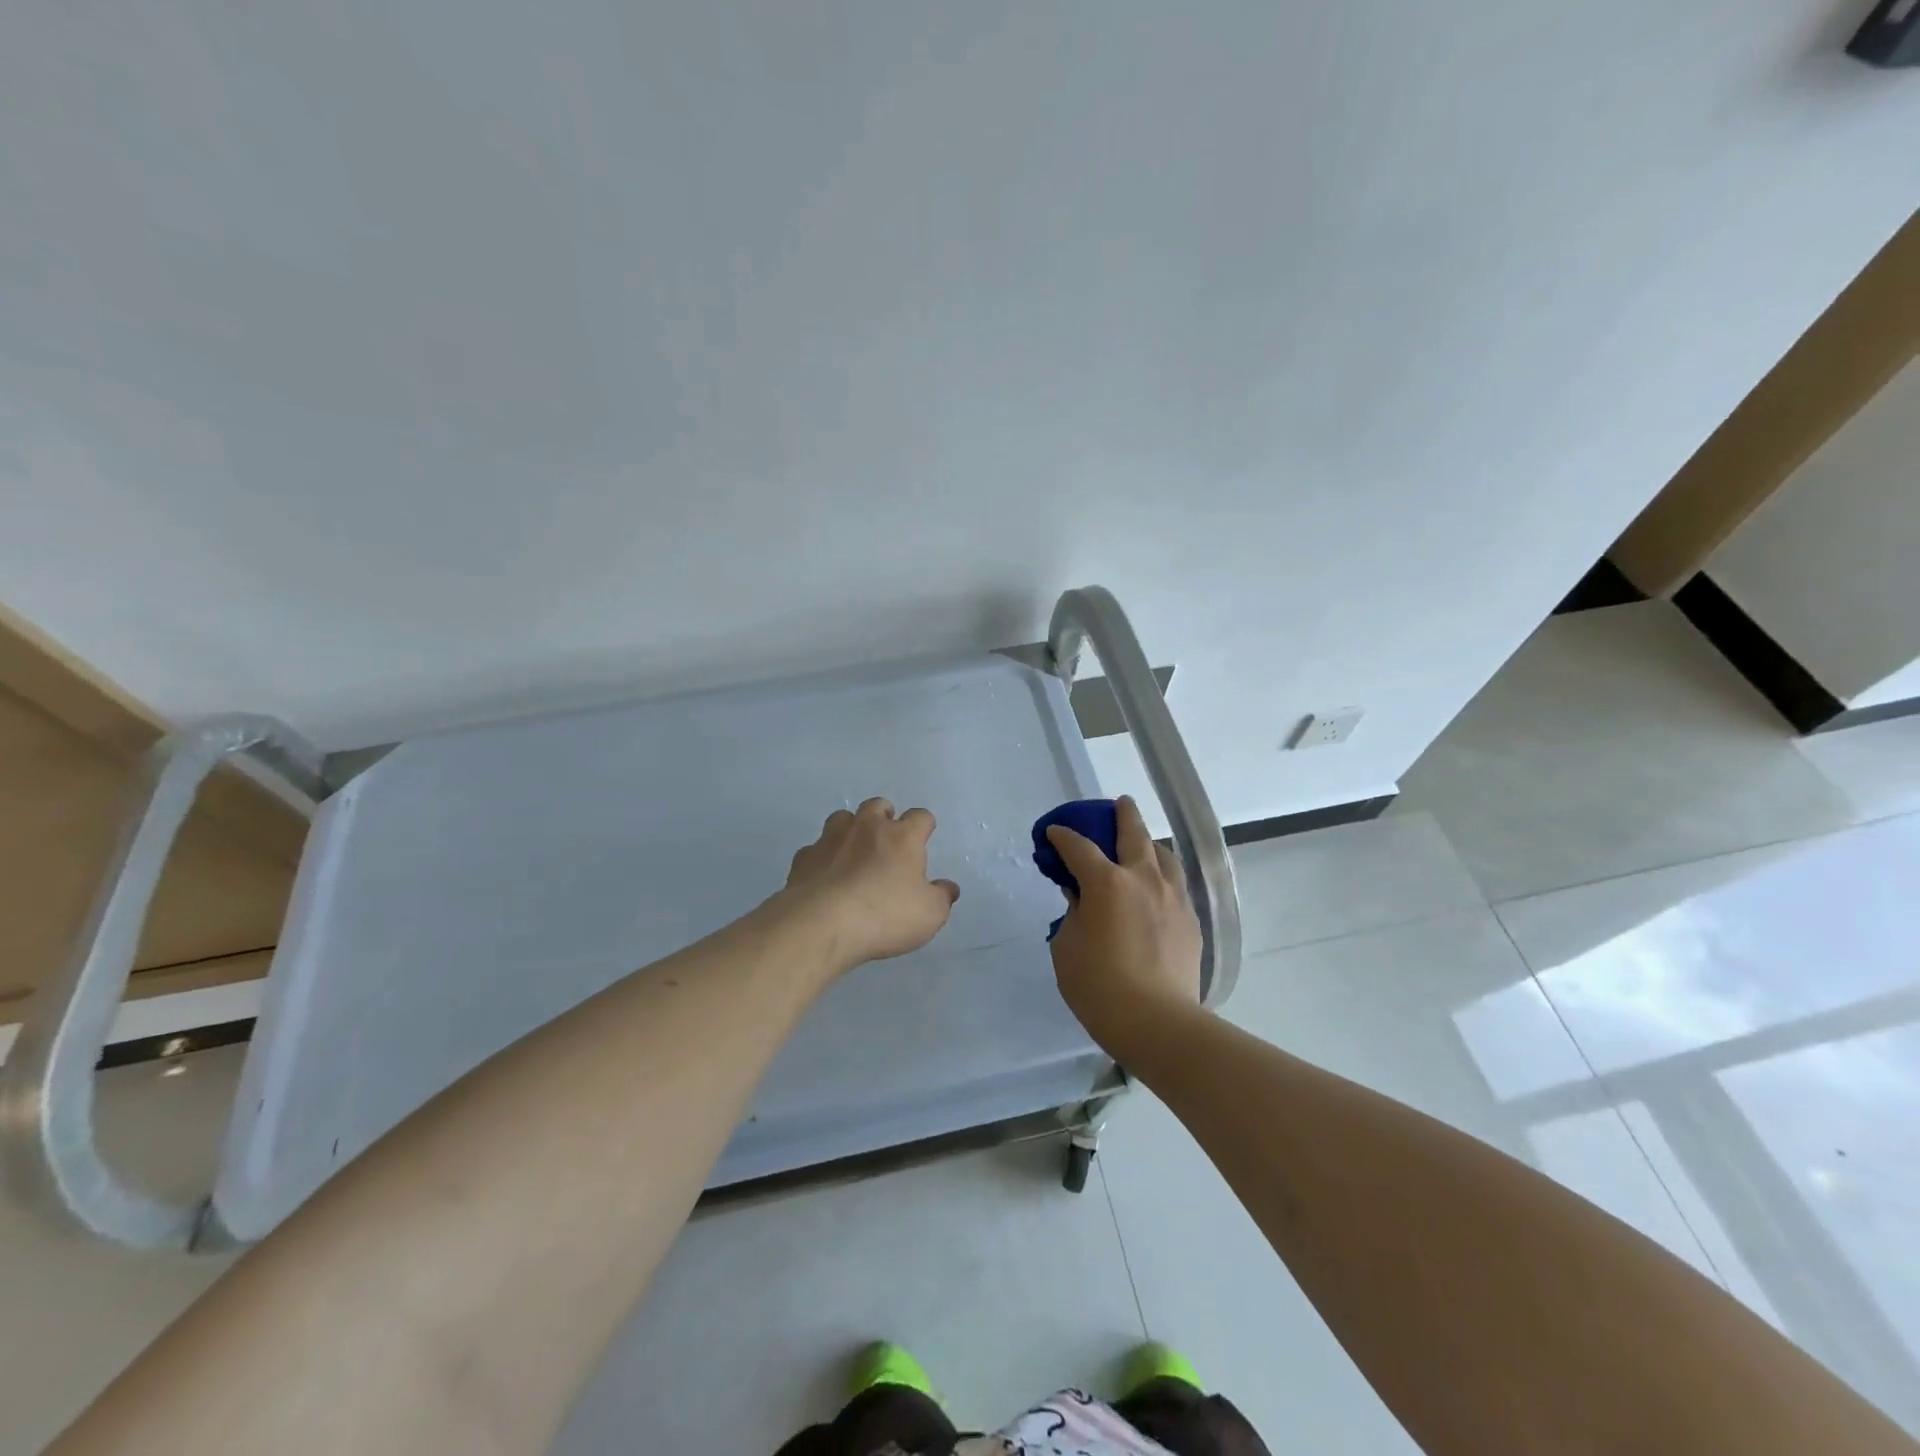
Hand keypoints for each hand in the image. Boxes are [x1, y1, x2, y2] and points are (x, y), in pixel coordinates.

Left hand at [776, 798, 960, 970]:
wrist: (822, 924)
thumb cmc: (885, 915)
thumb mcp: (929, 914)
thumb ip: (941, 898)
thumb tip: (948, 888)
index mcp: (902, 837)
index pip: (920, 817)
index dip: (925, 825)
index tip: (925, 835)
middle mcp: (866, 828)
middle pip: (877, 806)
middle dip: (884, 816)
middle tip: (888, 837)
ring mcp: (830, 840)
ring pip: (842, 818)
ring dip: (850, 829)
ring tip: (854, 850)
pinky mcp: (804, 858)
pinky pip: (815, 849)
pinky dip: (823, 857)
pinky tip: (825, 875)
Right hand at [1046, 795, 1203, 1056]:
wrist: (1158, 1023)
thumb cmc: (1099, 986)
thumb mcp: (1067, 947)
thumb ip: (1072, 914)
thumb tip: (1081, 898)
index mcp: (1107, 882)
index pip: (1079, 847)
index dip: (1063, 837)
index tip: (1053, 833)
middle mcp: (1143, 879)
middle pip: (1134, 834)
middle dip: (1123, 815)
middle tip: (1119, 803)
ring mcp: (1173, 897)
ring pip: (1163, 855)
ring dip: (1149, 843)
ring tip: (1142, 845)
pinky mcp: (1190, 920)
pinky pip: (1175, 883)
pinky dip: (1162, 875)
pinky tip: (1157, 887)